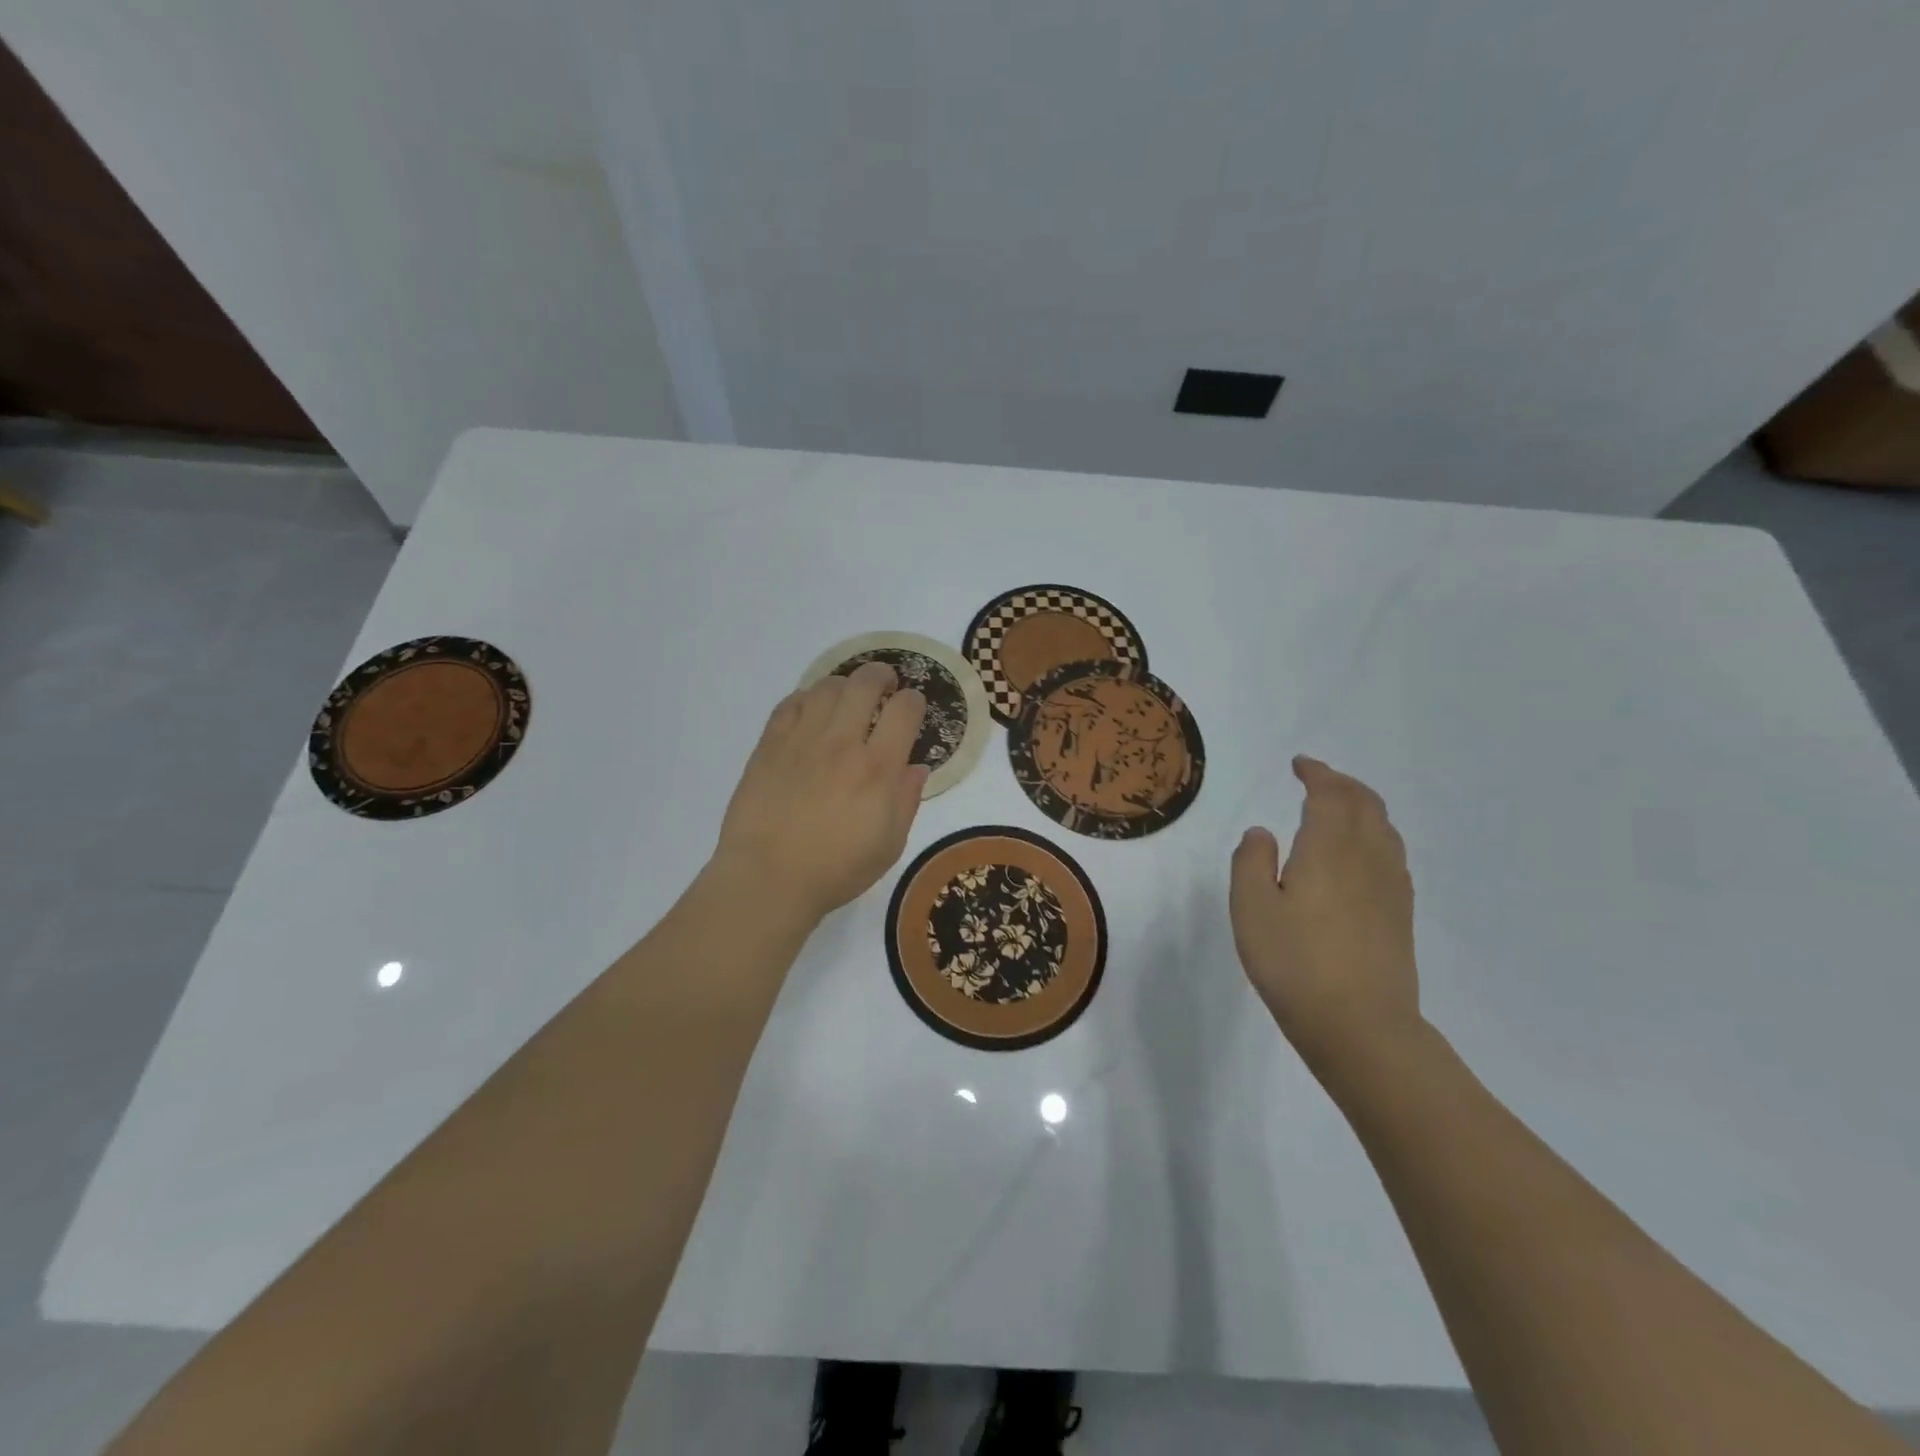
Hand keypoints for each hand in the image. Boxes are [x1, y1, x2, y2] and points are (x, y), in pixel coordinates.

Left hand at [712, 662, 928, 925]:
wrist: (767, 879)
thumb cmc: (835, 870)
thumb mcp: (889, 846)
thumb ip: (906, 801)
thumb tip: (915, 768)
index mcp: (877, 769)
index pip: (904, 710)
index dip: (914, 701)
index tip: (912, 708)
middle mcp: (841, 743)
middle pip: (865, 683)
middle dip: (881, 675)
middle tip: (884, 686)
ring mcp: (801, 740)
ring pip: (826, 686)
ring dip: (844, 685)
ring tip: (847, 699)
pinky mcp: (769, 745)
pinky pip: (789, 704)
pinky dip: (806, 699)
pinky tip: (810, 712)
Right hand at [1230, 756, 1422, 1070]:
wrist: (1361, 1026)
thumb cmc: (1294, 963)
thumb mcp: (1251, 909)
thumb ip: (1251, 862)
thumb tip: (1262, 832)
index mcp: (1329, 849)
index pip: (1330, 795)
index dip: (1316, 773)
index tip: (1300, 765)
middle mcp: (1368, 858)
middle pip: (1366, 804)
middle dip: (1343, 784)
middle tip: (1318, 778)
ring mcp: (1391, 887)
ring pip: (1385, 828)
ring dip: (1363, 807)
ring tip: (1340, 809)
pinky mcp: (1401, 913)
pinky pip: (1392, 854)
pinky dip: (1375, 835)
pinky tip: (1360, 855)